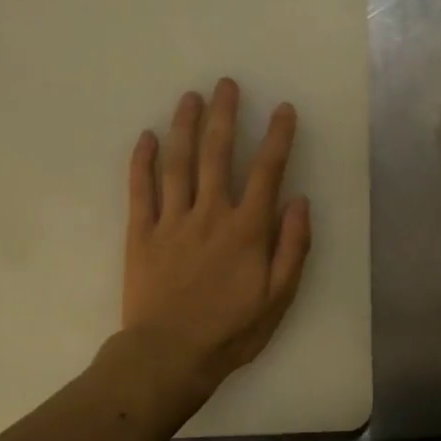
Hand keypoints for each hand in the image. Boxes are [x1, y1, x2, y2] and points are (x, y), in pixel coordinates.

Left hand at [123, 79, 310, 394]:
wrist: (169, 357)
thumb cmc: (231, 330)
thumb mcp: (279, 296)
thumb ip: (292, 247)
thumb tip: (299, 201)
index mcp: (247, 229)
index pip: (267, 171)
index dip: (277, 137)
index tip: (282, 109)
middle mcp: (210, 214)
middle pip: (217, 154)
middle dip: (224, 115)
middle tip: (226, 84)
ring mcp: (172, 221)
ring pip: (178, 163)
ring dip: (185, 126)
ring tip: (190, 96)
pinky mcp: (141, 234)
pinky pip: (140, 190)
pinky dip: (143, 161)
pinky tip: (147, 137)